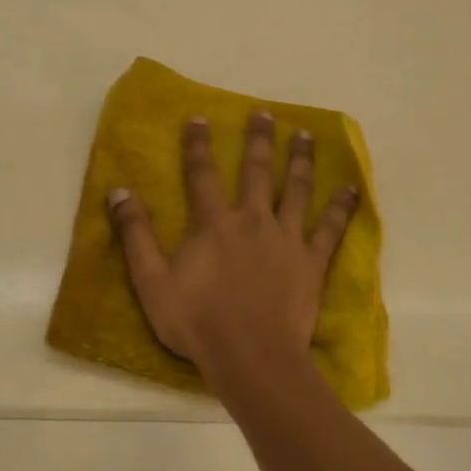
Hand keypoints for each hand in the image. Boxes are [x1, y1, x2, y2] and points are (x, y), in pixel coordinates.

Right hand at [107, 112, 357, 392]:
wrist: (251, 356)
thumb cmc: (197, 320)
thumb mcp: (152, 280)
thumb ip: (135, 234)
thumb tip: (118, 191)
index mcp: (214, 224)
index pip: (202, 175)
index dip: (198, 145)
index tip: (199, 118)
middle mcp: (252, 221)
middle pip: (256, 172)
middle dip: (258, 140)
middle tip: (265, 114)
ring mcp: (287, 240)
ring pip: (296, 190)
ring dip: (300, 160)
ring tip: (306, 135)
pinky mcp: (312, 263)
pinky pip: (331, 229)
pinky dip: (342, 207)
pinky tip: (352, 188)